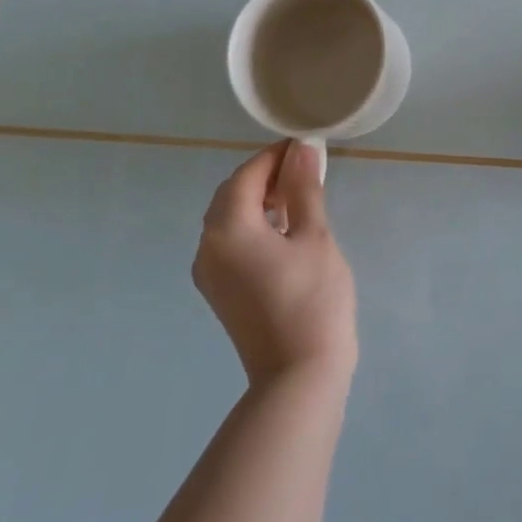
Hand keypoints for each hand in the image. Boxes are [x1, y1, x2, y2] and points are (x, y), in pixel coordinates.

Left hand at [194, 141, 357, 385]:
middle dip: (266, 176)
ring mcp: (209, 272)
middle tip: (306, 170)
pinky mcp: (220, 291)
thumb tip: (303, 148)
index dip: (276, 155)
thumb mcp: (314, 236)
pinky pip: (231, 243)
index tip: (307, 146)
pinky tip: (285, 230)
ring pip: (229, 219)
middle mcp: (207, 246)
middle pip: (232, 195)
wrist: (299, 374)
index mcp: (228, 228)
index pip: (247, 174)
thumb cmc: (312, 299)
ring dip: (260, 201)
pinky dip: (254, 226)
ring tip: (300, 197)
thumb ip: (304, 188)